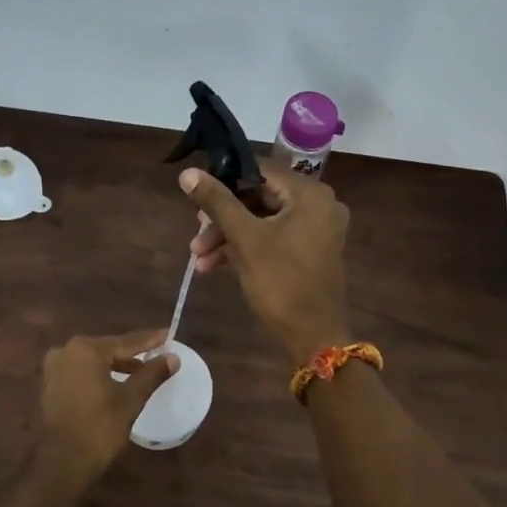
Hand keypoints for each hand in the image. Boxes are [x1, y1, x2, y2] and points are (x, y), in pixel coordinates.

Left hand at [33, 330, 178, 489]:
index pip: (125, 342)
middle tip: (155, 352)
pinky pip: (81, 371)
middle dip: (131, 353)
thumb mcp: (131, 399)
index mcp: (86, 350)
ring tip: (139, 370)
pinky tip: (114, 382)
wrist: (64, 461)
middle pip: (107, 349)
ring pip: (93, 360)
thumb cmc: (100, 427)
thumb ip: (152, 374)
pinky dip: (98, 374)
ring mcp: (54, 368)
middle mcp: (66, 351)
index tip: (167, 334)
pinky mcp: (50, 384)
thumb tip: (173, 357)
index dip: (149, 340)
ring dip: (115, 364)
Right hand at [179, 162, 350, 362]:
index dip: (225, 179)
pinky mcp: (310, 251)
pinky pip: (273, 238)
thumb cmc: (281, 281)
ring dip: (229, 237)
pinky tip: (213, 266)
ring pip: (263, 221)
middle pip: (259, 198)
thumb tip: (188, 173)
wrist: (314, 335)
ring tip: (198, 257)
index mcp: (310, 194)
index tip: (196, 194)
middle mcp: (318, 205)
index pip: (260, 170)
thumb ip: (217, 202)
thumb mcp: (245, 239)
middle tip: (195, 234)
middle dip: (223, 218)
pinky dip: (246, 248)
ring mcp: (316, 230)